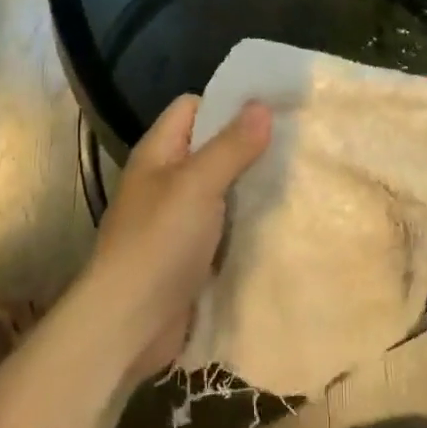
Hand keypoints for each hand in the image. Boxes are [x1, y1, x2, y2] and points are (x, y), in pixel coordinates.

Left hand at [79, 95, 271, 379]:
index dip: (227, 104)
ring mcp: (177, 219)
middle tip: (296, 145)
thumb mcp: (197, 185)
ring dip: (252, 187)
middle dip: (248, 146)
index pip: (192, 108)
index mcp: (158, 153)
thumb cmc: (159, 242)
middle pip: (210, 148)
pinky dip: (247, 223)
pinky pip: (224, 227)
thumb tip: (261, 105)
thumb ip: (231, 146)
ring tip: (297, 179)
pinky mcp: (191, 254)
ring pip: (221, 190)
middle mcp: (166, 180)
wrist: (129, 323)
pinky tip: (281, 222)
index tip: (272, 109)